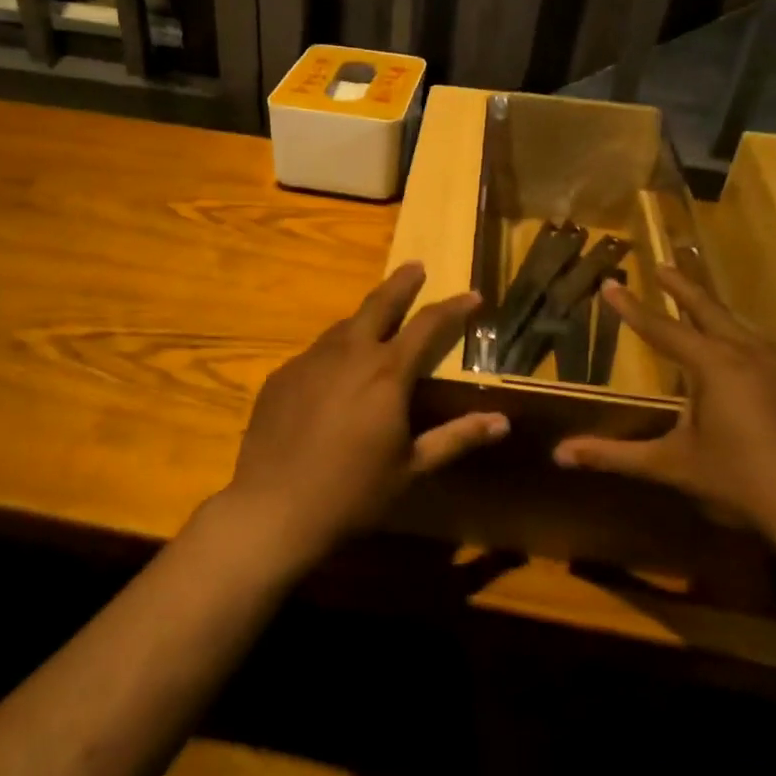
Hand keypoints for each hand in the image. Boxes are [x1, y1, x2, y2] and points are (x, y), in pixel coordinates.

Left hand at [218, 262, 508, 569]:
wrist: (273, 508)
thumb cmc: (353, 492)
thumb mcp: (412, 468)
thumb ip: (457, 438)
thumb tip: (502, 422)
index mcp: (387, 373)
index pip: (428, 325)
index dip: (454, 307)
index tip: (472, 295)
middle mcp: (349, 354)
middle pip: (379, 304)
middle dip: (402, 283)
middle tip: (416, 266)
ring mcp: (310, 361)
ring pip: (344, 327)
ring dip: (366, 318)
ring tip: (378, 321)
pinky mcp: (282, 376)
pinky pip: (316, 353)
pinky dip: (335, 351)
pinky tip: (335, 372)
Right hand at [553, 269, 775, 540]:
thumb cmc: (736, 479)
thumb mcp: (670, 464)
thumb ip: (615, 455)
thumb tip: (559, 455)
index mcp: (713, 365)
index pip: (661, 329)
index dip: (632, 308)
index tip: (611, 283)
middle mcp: (747, 354)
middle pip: (708, 310)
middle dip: (681, 288)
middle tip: (661, 265)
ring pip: (740, 325)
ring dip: (714, 310)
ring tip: (699, 304)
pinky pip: (761, 346)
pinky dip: (740, 336)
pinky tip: (741, 351)